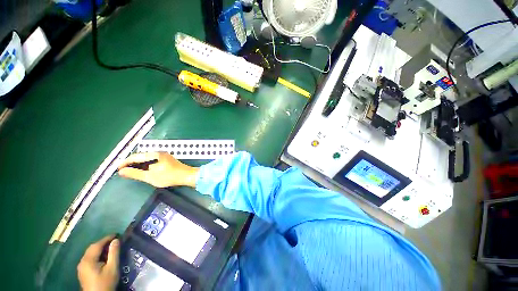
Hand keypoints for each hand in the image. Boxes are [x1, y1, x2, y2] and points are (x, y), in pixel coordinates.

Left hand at [77, 236, 119, 290]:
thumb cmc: (106, 285)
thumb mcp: (112, 271)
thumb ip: (114, 255)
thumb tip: (116, 241)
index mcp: (88, 258)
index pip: (97, 244)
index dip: (106, 239)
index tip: (115, 235)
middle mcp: (82, 259)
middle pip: (92, 249)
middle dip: (102, 246)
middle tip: (112, 245)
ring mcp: (80, 267)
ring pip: (89, 256)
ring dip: (98, 253)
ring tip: (107, 255)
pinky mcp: (81, 273)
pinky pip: (88, 262)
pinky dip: (94, 260)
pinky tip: (100, 265)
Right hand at [118, 152, 198, 187]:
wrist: (187, 176)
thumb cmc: (168, 177)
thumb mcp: (150, 177)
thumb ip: (136, 174)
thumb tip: (122, 172)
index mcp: (152, 154)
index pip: (135, 157)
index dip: (125, 162)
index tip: (118, 168)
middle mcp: (156, 152)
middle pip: (139, 157)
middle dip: (130, 163)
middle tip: (122, 170)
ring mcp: (161, 156)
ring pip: (145, 160)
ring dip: (136, 165)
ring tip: (129, 171)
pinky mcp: (164, 161)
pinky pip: (150, 162)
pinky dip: (143, 166)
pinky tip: (142, 171)